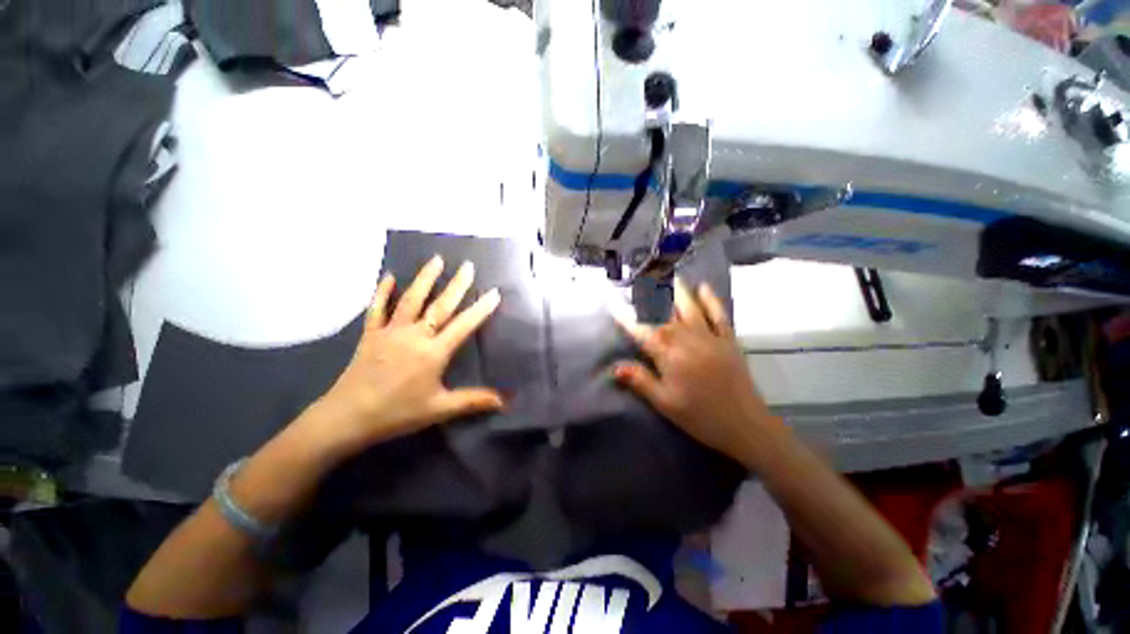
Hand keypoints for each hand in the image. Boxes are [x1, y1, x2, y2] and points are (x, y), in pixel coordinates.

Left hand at [304, 256, 504, 456]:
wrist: (346, 418)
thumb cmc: (397, 413)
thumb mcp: (439, 409)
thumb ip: (472, 401)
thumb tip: (504, 403)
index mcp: (433, 352)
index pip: (463, 326)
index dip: (481, 309)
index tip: (494, 292)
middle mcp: (414, 336)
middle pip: (440, 306)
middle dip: (456, 284)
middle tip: (468, 266)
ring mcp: (390, 332)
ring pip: (411, 299)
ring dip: (425, 278)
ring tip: (436, 259)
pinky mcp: (371, 335)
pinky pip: (377, 308)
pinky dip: (382, 291)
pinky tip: (389, 276)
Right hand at [612, 278, 777, 462]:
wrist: (745, 425)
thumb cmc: (700, 416)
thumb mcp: (665, 403)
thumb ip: (640, 380)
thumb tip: (614, 368)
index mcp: (668, 354)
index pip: (641, 331)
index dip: (626, 317)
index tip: (614, 303)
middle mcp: (686, 338)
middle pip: (663, 312)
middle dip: (649, 295)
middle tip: (638, 280)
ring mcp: (709, 336)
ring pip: (689, 306)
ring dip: (676, 289)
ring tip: (666, 275)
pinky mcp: (728, 339)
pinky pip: (718, 314)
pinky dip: (710, 299)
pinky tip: (703, 286)